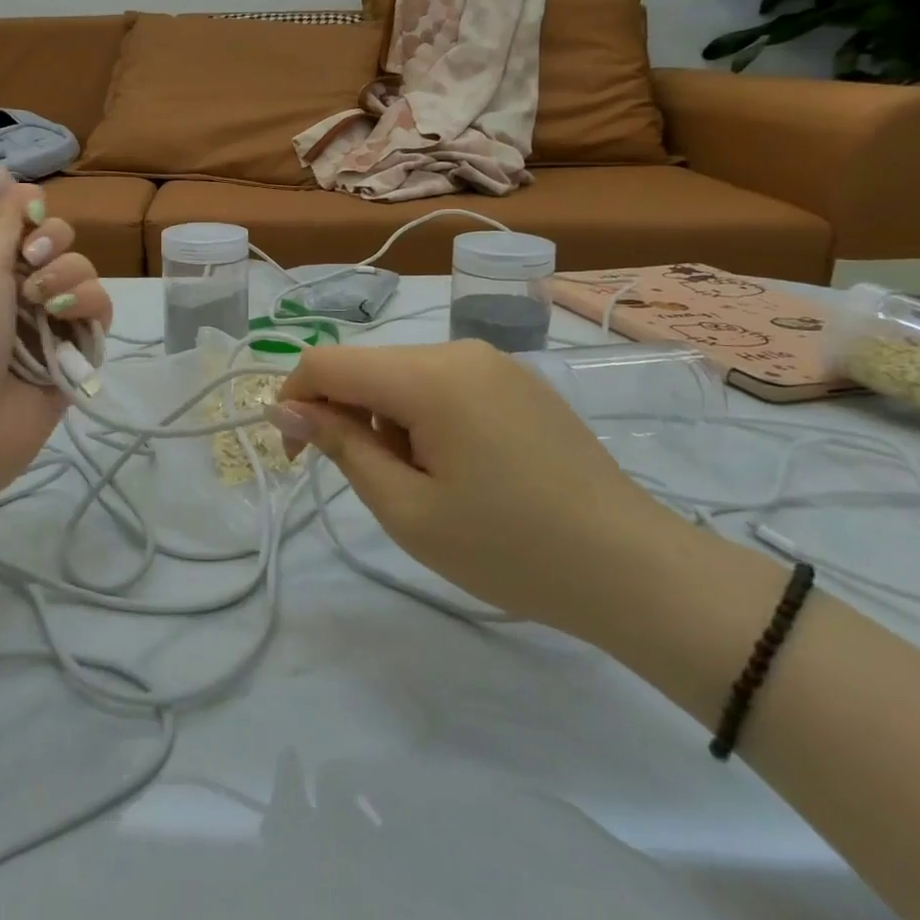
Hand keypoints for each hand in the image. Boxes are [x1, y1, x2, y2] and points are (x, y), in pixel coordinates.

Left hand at [0, 180, 110, 515]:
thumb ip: (1, 218)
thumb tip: (19, 179)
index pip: (19, 221)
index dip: (29, 214)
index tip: (27, 218)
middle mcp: (17, 287)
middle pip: (59, 242)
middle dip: (54, 245)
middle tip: (32, 265)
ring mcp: (48, 320)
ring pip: (84, 273)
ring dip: (70, 278)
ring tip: (46, 304)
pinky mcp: (75, 351)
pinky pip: (99, 312)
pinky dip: (88, 308)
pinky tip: (69, 321)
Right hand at [271, 340, 684, 638]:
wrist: (634, 569)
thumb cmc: (509, 548)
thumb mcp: (407, 509)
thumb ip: (340, 447)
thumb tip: (285, 408)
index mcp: (428, 376)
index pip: (327, 362)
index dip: (294, 401)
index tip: (295, 456)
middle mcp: (458, 350)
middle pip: (367, 368)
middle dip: (348, 418)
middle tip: (378, 487)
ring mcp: (493, 362)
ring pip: (403, 376)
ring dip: (388, 422)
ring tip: (429, 485)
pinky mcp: (516, 381)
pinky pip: (444, 384)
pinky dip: (425, 418)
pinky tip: (462, 468)